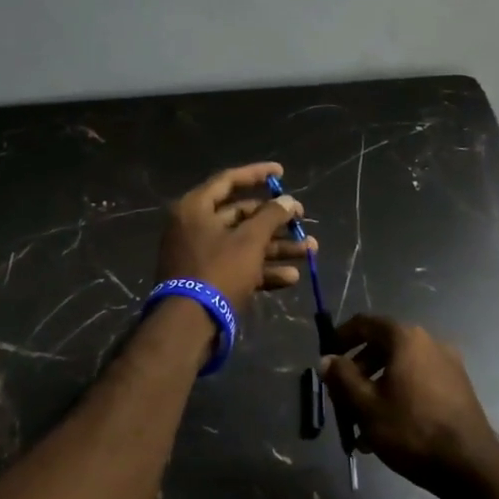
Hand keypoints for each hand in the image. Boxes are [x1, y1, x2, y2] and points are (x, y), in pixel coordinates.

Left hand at [156, 162, 314, 318]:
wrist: (189, 325)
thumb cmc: (218, 272)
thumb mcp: (249, 240)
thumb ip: (271, 216)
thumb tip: (288, 201)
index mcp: (195, 208)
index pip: (228, 180)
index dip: (257, 174)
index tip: (281, 173)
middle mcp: (195, 227)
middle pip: (240, 215)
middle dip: (275, 220)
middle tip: (301, 220)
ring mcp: (200, 255)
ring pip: (244, 243)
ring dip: (277, 247)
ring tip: (309, 250)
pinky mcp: (208, 280)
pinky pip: (239, 267)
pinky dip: (263, 270)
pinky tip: (291, 277)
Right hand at [319, 315, 498, 493]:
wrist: (471, 467)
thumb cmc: (411, 430)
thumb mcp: (366, 406)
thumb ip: (342, 378)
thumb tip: (328, 359)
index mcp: (406, 338)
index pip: (365, 323)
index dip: (341, 336)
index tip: (327, 357)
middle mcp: (429, 342)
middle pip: (383, 346)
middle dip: (359, 370)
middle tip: (342, 396)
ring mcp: (448, 364)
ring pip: (400, 368)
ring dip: (377, 387)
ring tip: (362, 423)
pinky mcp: (458, 388)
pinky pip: (418, 382)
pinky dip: (399, 395)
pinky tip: (388, 428)